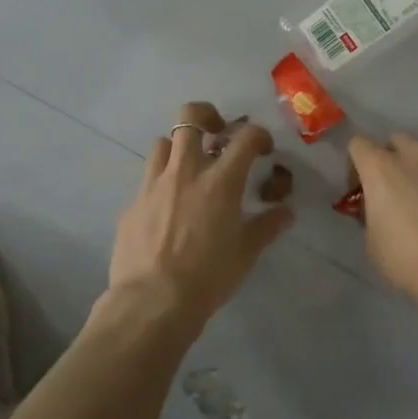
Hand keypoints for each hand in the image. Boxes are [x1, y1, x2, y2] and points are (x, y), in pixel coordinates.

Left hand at [107, 103, 292, 336]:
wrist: (151, 302)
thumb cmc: (207, 278)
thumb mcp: (245, 254)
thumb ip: (266, 227)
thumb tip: (286, 213)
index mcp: (220, 181)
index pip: (245, 137)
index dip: (258, 135)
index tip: (262, 148)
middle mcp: (186, 171)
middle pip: (190, 116)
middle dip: (206, 115)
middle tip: (216, 132)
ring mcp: (153, 184)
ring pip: (163, 142)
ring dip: (178, 148)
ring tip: (188, 169)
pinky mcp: (132, 203)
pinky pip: (147, 180)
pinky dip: (160, 184)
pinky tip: (165, 209)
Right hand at [348, 132, 417, 311]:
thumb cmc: (409, 258)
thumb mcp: (373, 244)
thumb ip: (371, 217)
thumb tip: (379, 211)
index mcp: (381, 167)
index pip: (358, 144)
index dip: (355, 165)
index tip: (360, 191)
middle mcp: (413, 155)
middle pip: (395, 142)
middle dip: (390, 160)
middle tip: (392, 192)